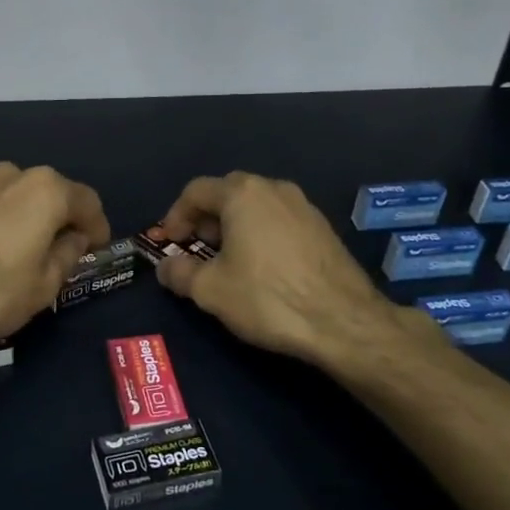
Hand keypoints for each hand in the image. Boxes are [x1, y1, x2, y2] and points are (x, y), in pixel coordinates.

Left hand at [0, 162, 109, 363]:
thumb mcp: (42, 285)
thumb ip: (66, 256)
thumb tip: (74, 239)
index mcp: (46, 190)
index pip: (87, 202)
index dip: (98, 226)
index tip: (99, 248)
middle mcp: (15, 175)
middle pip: (53, 195)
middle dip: (64, 221)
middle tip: (67, 253)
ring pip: (21, 199)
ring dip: (33, 221)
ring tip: (31, 255)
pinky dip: (6, 223)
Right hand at [155, 171, 418, 372]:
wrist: (344, 321)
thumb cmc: (267, 297)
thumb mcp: (211, 290)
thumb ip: (179, 273)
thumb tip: (165, 267)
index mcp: (242, 194)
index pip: (196, 191)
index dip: (175, 215)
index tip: (170, 243)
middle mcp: (274, 188)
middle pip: (228, 193)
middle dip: (206, 219)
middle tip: (197, 248)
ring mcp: (303, 205)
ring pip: (256, 206)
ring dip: (235, 226)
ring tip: (228, 260)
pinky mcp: (323, 227)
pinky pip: (279, 220)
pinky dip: (261, 234)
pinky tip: (262, 267)